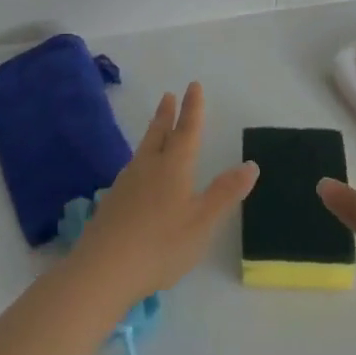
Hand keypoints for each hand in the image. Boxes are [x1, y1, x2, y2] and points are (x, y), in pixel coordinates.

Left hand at [69, 82, 257, 307]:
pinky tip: (139, 170)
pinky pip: (132, 167)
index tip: (193, 86)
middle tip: (169, 95)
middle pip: (159, 133)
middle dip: (167, 114)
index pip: (187, 130)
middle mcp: (149, 166)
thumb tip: (251, 164)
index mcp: (174, 167)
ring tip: (156, 126)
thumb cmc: (162, 244)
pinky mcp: (113, 201)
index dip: (193, 108)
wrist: (104, 268)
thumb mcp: (203, 221)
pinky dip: (141, 157)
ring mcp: (126, 183)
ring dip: (153, 132)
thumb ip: (226, 192)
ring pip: (143, 148)